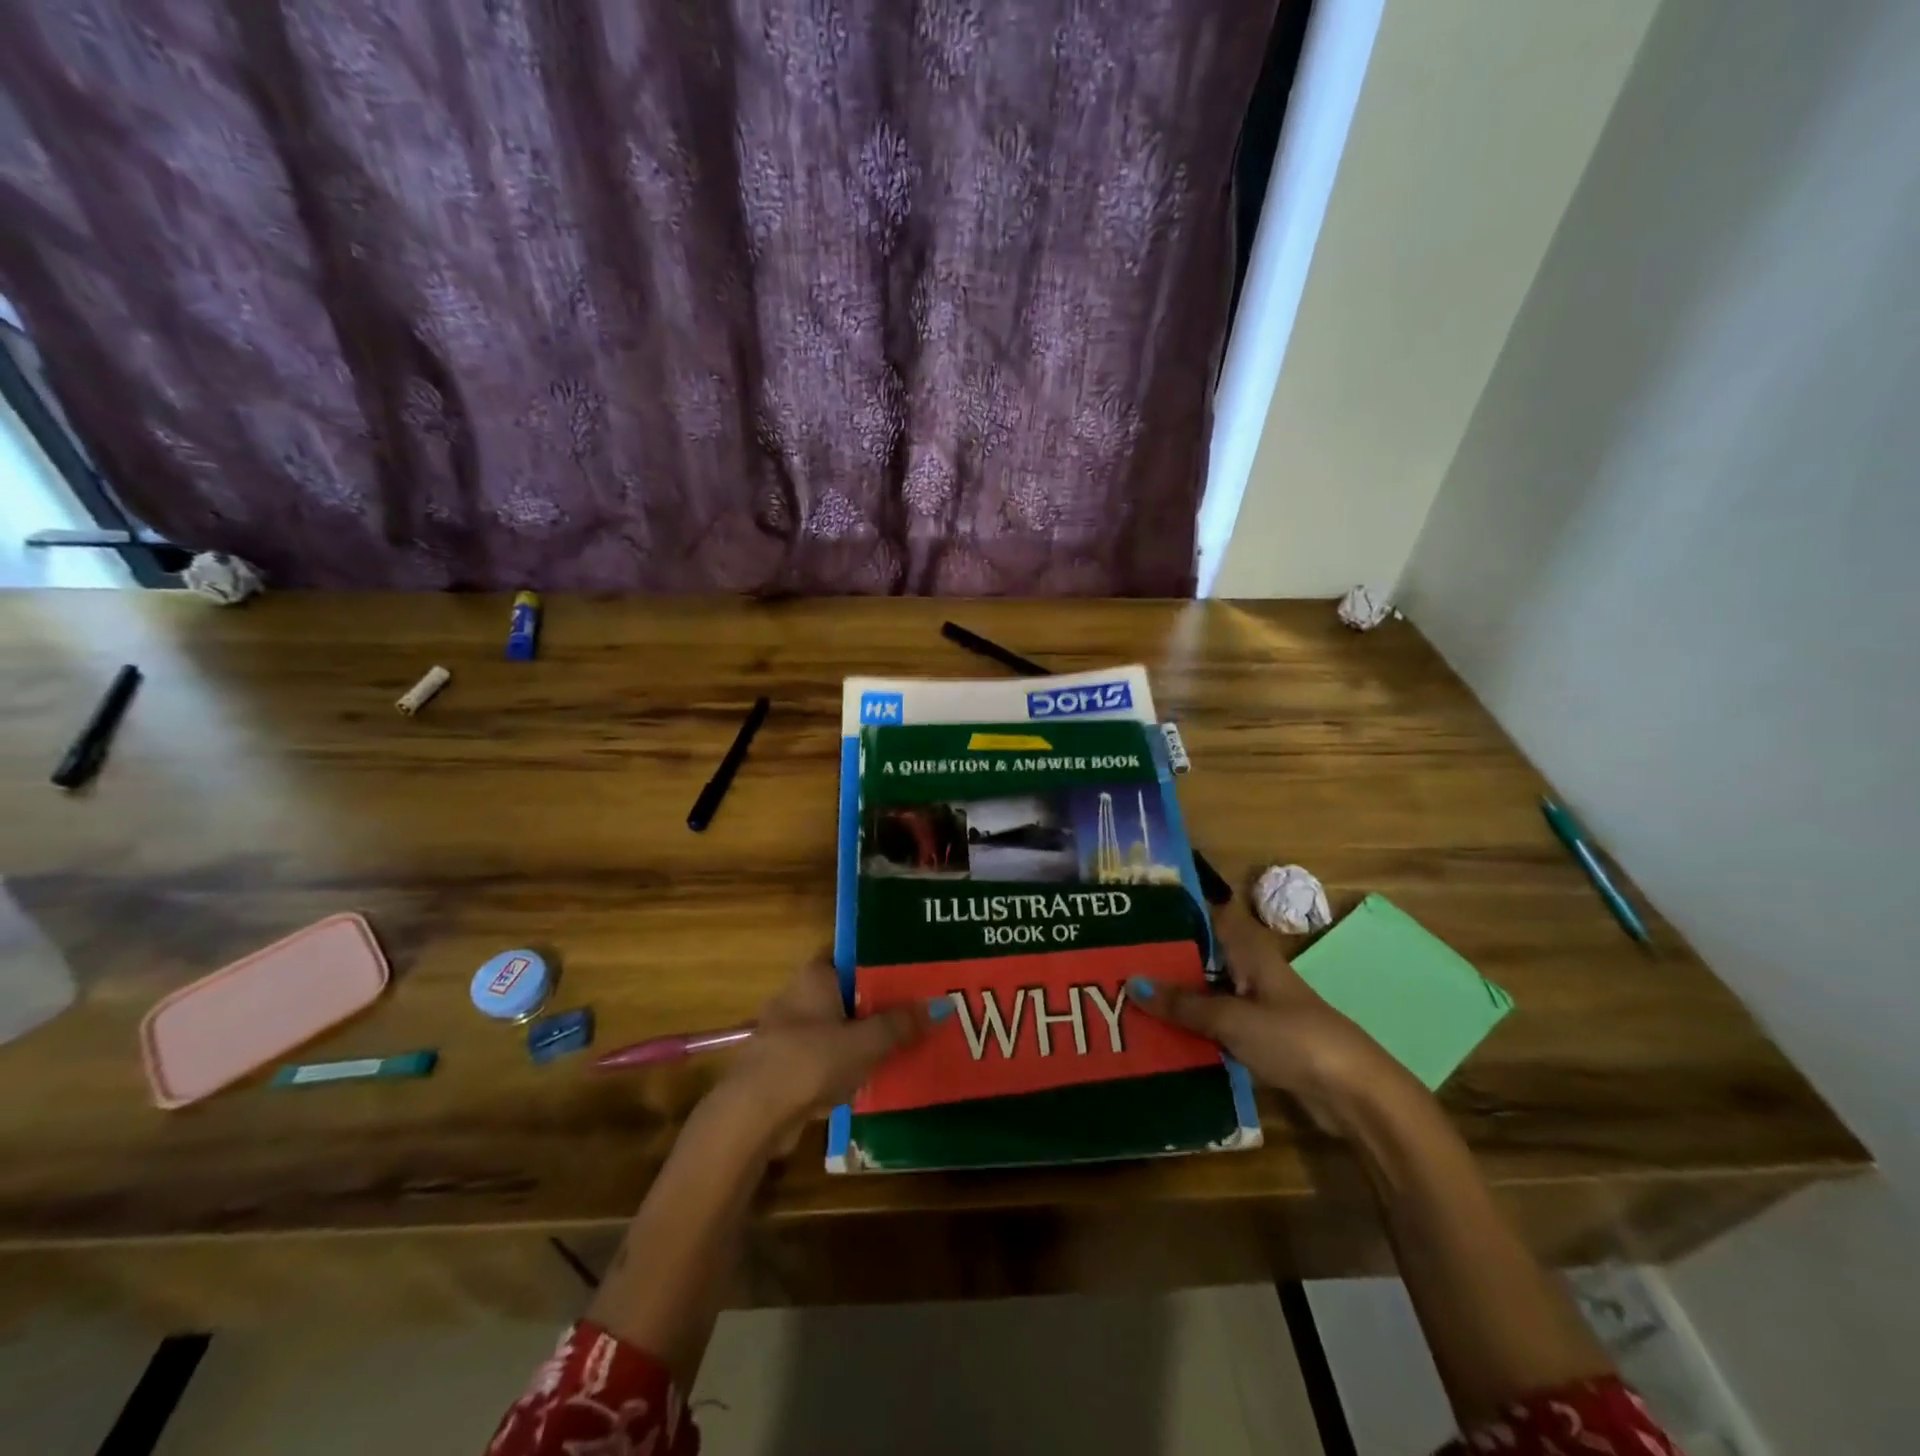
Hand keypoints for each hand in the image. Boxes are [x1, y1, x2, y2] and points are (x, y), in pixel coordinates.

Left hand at [714, 956, 928, 1146]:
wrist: (754, 1116)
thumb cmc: (812, 1061)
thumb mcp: (866, 1041)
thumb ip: (901, 1024)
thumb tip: (941, 1005)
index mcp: (814, 976)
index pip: (851, 957)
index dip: (880, 963)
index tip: (910, 972)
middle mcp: (796, 996)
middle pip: (846, 995)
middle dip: (875, 1007)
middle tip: (914, 1013)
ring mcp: (786, 1033)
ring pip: (834, 1029)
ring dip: (860, 1041)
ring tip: (900, 1047)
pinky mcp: (781, 1068)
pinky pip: (822, 1060)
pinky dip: (842, 1068)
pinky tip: (869, 1080)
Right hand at [1127, 902, 1411, 1132]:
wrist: (1354, 1094)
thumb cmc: (1294, 1038)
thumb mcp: (1232, 1018)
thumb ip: (1183, 1003)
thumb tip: (1131, 983)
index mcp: (1249, 951)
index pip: (1209, 916)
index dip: (1177, 908)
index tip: (1135, 908)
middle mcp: (1250, 972)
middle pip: (1202, 957)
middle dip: (1164, 958)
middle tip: (1115, 956)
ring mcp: (1255, 1007)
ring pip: (1205, 993)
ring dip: (1175, 997)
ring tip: (1124, 995)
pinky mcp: (1258, 1040)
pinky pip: (1214, 1027)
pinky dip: (1190, 1029)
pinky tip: (1157, 1035)